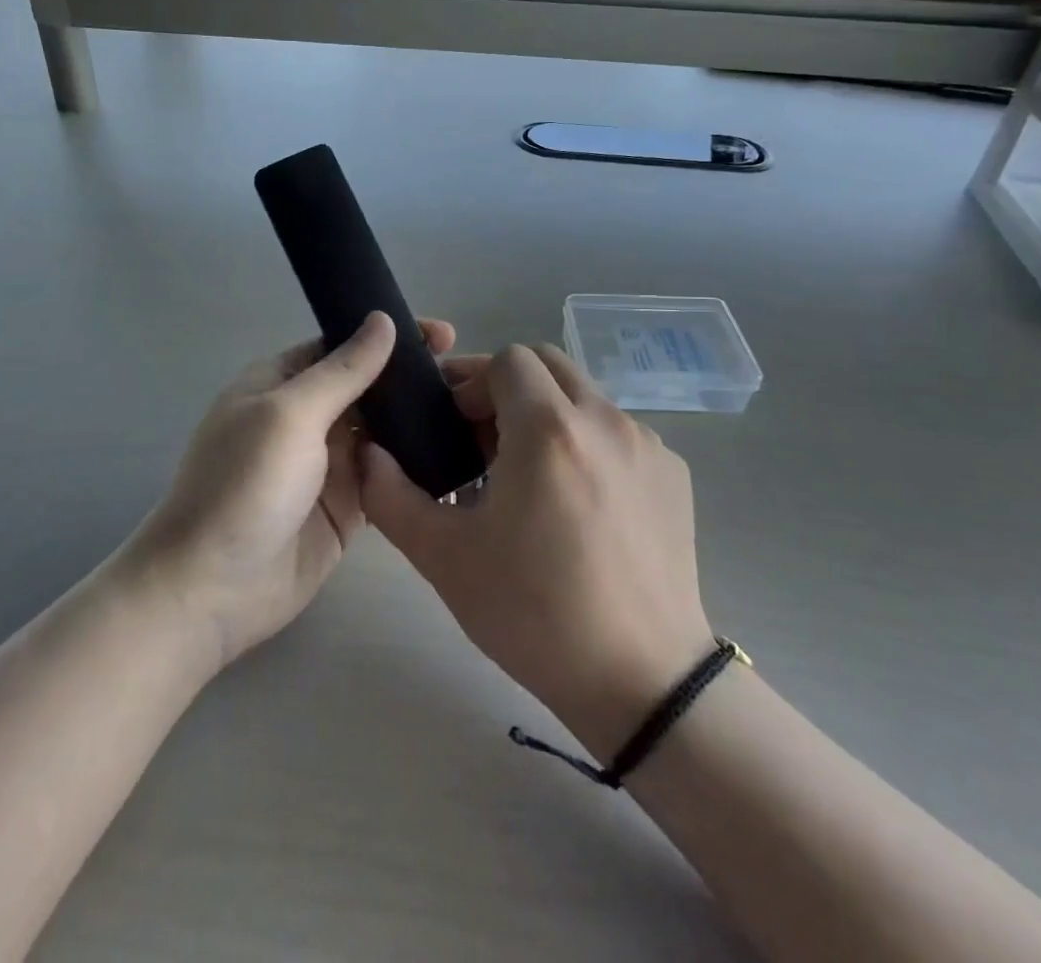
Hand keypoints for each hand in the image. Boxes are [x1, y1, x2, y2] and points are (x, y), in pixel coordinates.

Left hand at [122, 312, 456, 671]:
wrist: (212, 590)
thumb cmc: (244, 485)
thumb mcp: (291, 414)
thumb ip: (343, 370)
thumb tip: (381, 320)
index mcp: (280, 383)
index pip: (342, 345)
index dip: (388, 338)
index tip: (443, 334)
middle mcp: (305, 417)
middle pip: (367, 387)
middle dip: (411, 378)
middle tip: (470, 377)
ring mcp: (326, 464)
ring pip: (382, 430)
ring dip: (419, 420)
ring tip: (474, 411)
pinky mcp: (347, 505)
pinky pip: (387, 474)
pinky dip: (415, 464)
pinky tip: (457, 454)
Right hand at [361, 344, 712, 762]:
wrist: (642, 681)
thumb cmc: (534, 613)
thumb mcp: (444, 557)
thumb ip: (390, 496)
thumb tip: (368, 455)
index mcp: (549, 428)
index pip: (507, 359)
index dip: (472, 382)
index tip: (454, 426)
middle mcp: (605, 420)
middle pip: (548, 364)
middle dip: (508, 387)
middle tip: (482, 441)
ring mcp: (647, 445)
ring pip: (583, 397)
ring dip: (547, 415)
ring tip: (527, 477)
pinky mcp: (673, 475)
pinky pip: (616, 432)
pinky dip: (585, 443)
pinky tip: (575, 504)